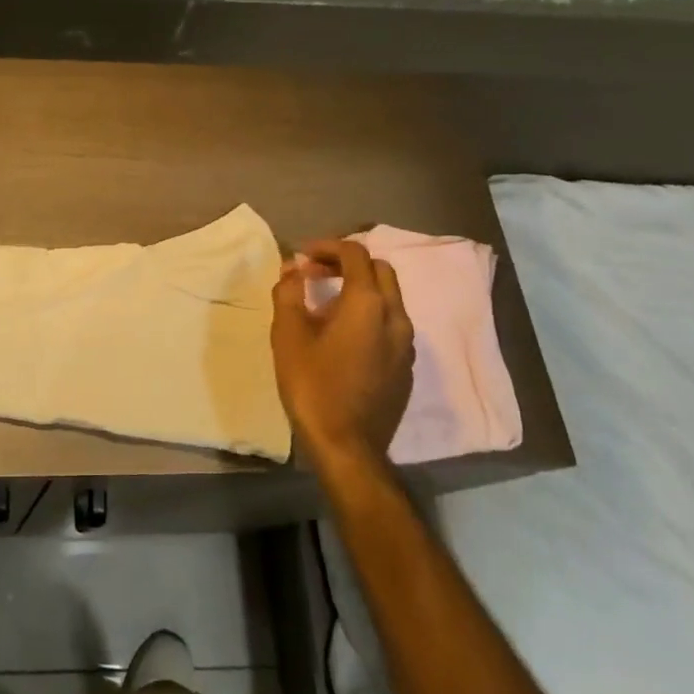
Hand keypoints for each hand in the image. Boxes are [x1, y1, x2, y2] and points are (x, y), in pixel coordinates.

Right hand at [270, 239, 415, 473]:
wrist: (347, 446)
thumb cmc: (312, 386)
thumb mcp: (288, 336)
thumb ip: (289, 293)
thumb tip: (293, 268)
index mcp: (367, 304)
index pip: (355, 254)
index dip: (327, 247)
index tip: (302, 257)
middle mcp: (395, 317)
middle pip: (380, 270)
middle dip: (347, 263)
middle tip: (315, 274)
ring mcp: (406, 344)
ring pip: (389, 298)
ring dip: (360, 289)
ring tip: (325, 304)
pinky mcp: (406, 367)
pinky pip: (391, 325)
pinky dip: (369, 315)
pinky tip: (343, 336)